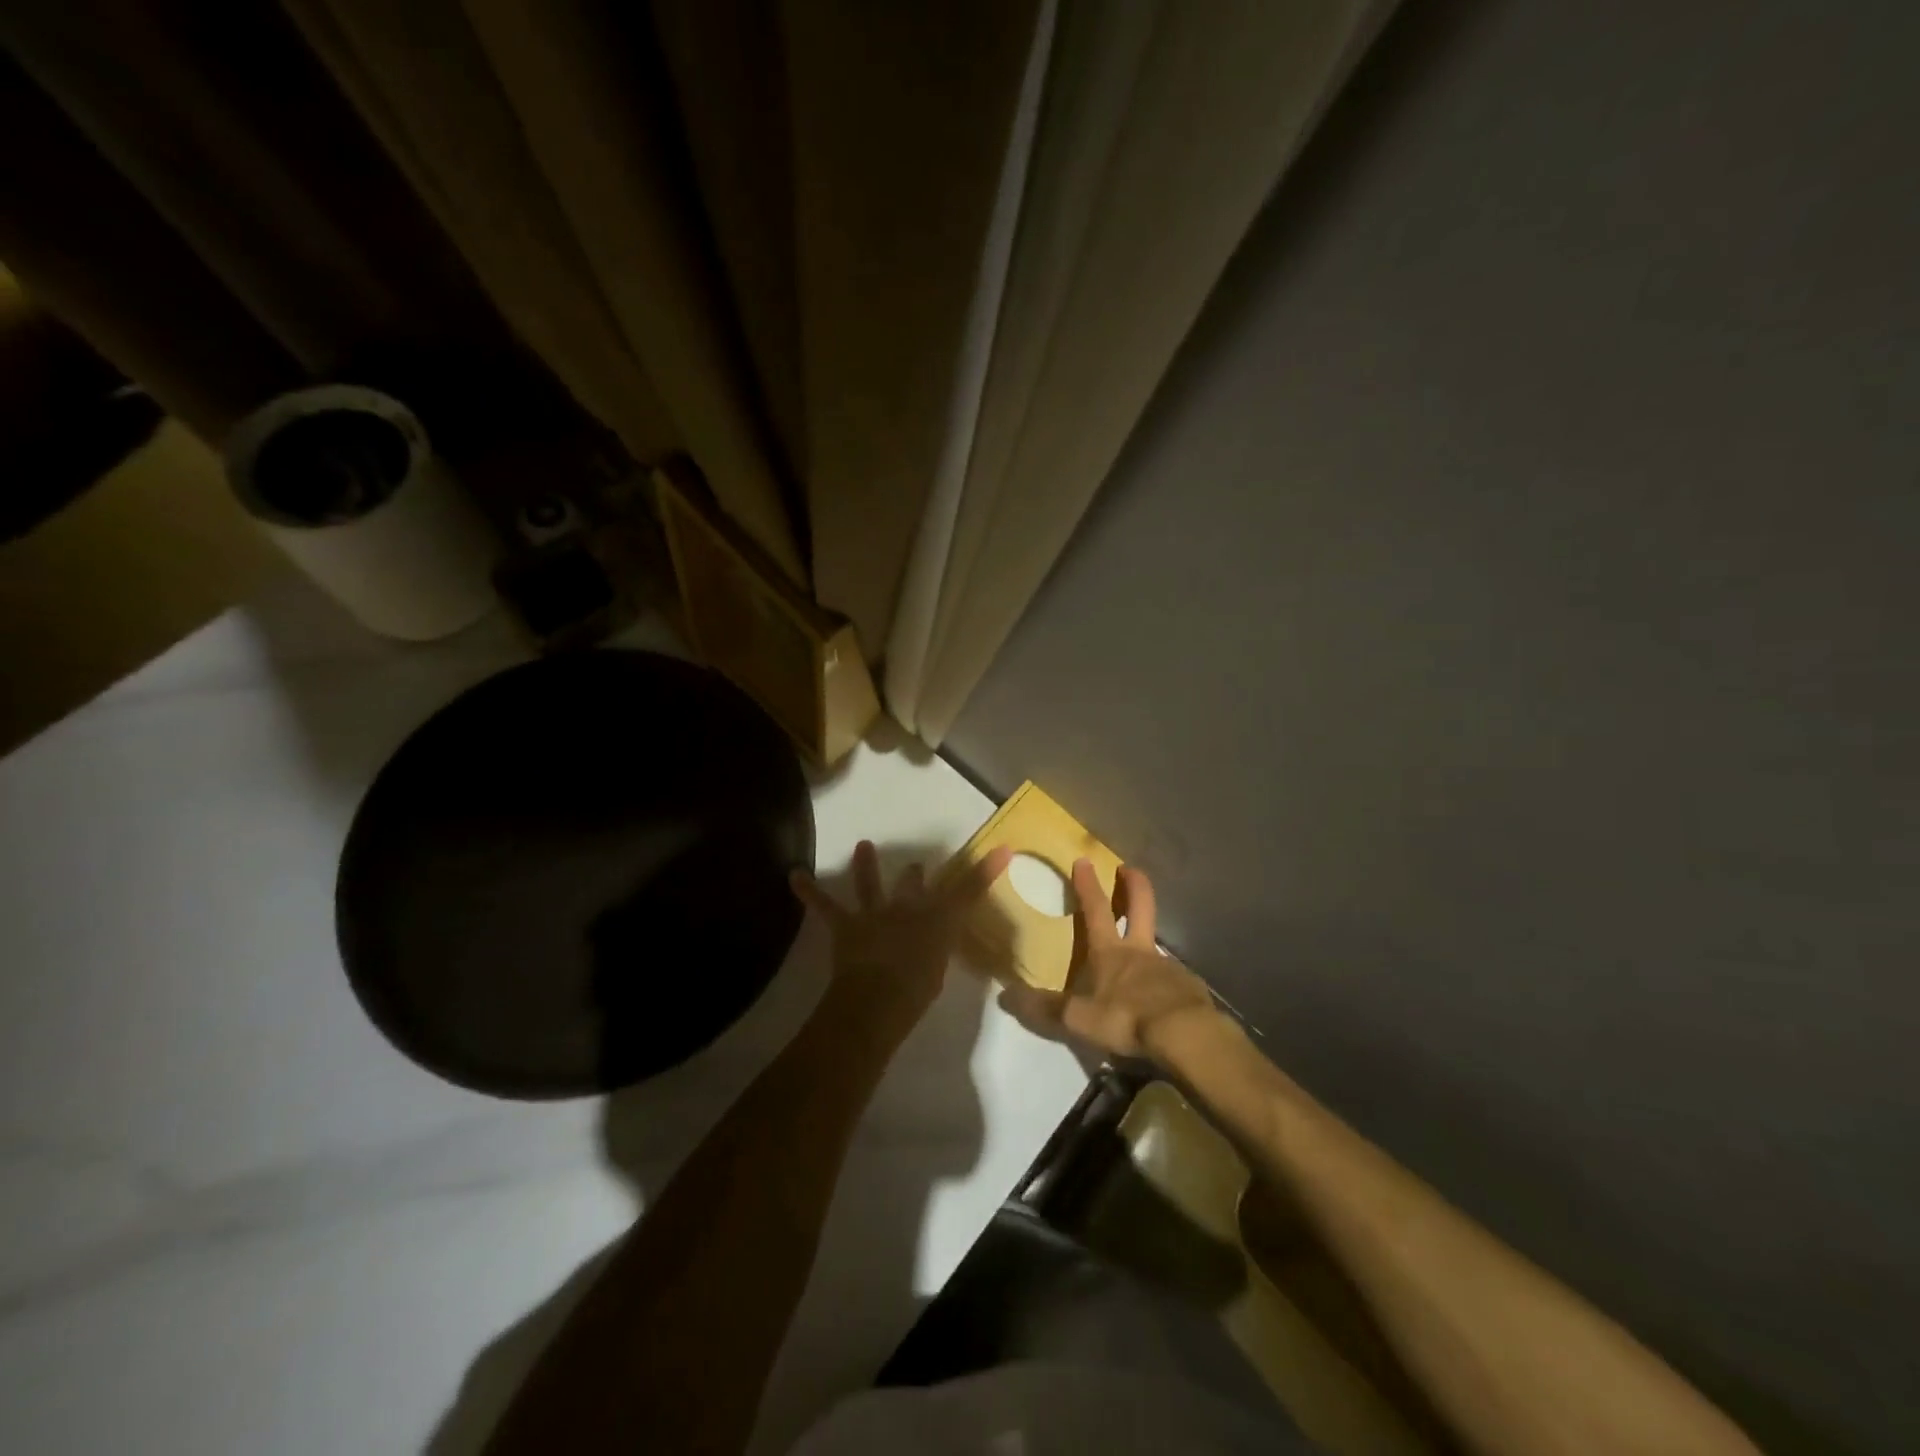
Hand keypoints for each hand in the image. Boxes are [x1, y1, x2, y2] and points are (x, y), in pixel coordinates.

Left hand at [791, 840, 1012, 1041]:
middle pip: (915, 886)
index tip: (1002, 849)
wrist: (879, 1000)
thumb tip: (933, 950)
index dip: (985, 870)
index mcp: (938, 923)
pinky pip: (825, 906)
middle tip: (916, 866)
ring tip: (863, 845)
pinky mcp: (847, 925)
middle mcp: (908, 910)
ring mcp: (876, 914)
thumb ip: (939, 956)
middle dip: (915, 875)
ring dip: (866, 865)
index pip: (968, 891)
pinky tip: (794, 876)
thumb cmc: (917, 993)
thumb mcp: (939, 972)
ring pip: (871, 885)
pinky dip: (809, 891)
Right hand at [1003, 859, 1216, 1063]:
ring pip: (1156, 942)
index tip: (1083, 861)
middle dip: (1133, 883)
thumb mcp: (1079, 1018)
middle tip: (1128, 868)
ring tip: (1140, 953)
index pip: (1096, 909)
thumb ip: (1045, 1008)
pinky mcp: (1188, 986)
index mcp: (1109, 951)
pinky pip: (1173, 977)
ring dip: (1148, 937)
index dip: (1088, 885)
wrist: (1184, 1034)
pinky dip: (1165, 980)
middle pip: (1140, 905)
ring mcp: (1167, 965)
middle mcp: (1139, 950)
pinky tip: (1162, 997)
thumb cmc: (1126, 1018)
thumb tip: (1006, 996)